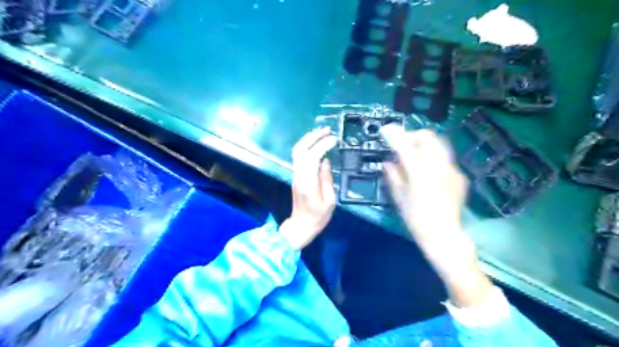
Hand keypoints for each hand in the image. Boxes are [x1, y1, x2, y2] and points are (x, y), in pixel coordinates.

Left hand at [282, 127, 337, 248]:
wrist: (301, 225)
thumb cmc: (318, 216)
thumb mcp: (329, 201)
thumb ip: (327, 179)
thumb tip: (325, 161)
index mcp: (307, 182)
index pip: (312, 157)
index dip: (322, 145)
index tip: (334, 139)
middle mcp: (298, 174)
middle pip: (300, 149)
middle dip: (312, 136)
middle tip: (326, 129)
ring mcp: (295, 174)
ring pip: (297, 151)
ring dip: (308, 139)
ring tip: (322, 132)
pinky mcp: (296, 175)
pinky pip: (299, 156)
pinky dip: (307, 146)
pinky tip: (316, 144)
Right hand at [382, 124, 493, 308]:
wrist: (443, 234)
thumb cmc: (415, 218)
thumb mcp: (399, 196)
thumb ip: (393, 175)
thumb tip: (388, 162)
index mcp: (419, 170)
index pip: (404, 144)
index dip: (394, 135)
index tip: (386, 130)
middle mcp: (438, 165)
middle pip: (427, 137)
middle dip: (413, 137)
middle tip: (403, 147)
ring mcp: (451, 169)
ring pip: (439, 144)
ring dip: (425, 145)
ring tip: (416, 157)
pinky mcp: (459, 176)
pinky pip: (445, 159)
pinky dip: (434, 158)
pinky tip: (429, 172)